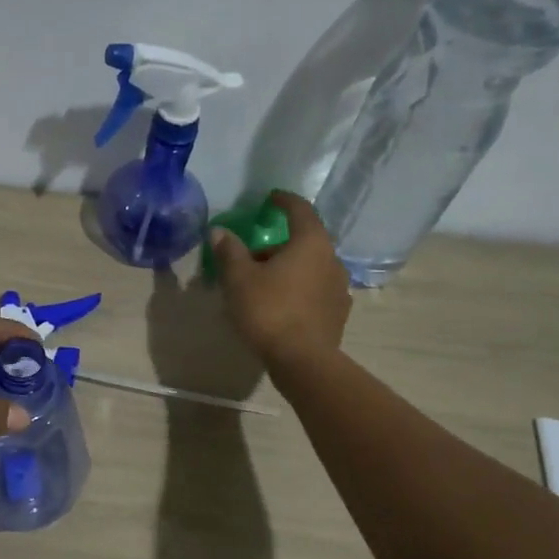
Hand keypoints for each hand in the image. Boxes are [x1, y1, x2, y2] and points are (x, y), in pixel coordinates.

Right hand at [206, 191, 350, 369]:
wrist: (302, 360)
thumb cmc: (269, 311)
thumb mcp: (239, 279)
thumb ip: (230, 251)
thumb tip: (219, 231)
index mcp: (311, 243)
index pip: (300, 210)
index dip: (284, 201)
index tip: (271, 198)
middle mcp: (332, 259)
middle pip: (305, 242)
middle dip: (279, 245)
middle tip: (252, 257)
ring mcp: (340, 288)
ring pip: (311, 268)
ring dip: (290, 269)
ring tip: (264, 285)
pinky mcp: (338, 313)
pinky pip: (316, 291)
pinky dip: (299, 290)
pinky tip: (282, 306)